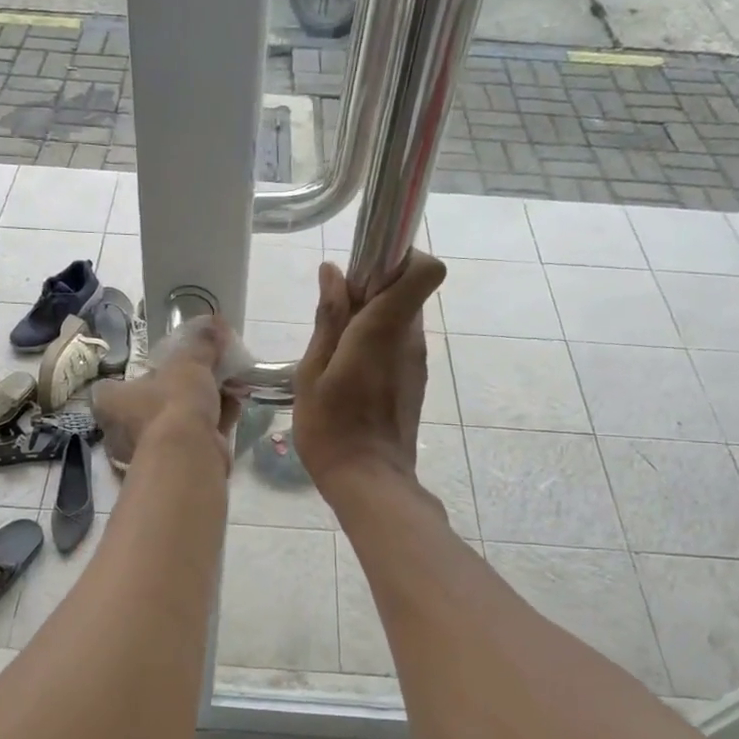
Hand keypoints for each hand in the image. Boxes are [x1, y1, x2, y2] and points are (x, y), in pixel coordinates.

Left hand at [91, 315, 243, 473]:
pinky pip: (196, 436)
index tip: (154, 369)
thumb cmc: (174, 402)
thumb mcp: (189, 363)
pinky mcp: (178, 465)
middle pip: (150, 404)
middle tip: (201, 374)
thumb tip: (214, 323)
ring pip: (177, 422)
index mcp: (112, 403)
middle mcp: (123, 431)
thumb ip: (201, 344)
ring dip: (202, 405)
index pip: (109, 389)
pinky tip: (235, 405)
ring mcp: (150, 451)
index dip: (131, 379)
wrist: (189, 454)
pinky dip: (215, 421)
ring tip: (228, 385)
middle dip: (178, 391)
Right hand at [293, 250, 446, 494]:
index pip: (425, 269)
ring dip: (371, 320)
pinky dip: (376, 344)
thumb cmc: (331, 427)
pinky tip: (347, 374)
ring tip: (334, 351)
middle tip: (333, 317)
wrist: (369, 481)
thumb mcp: (313, 371)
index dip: (401, 257)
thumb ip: (328, 318)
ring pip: (400, 319)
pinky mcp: (414, 382)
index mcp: (384, 328)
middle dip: (373, 290)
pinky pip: (398, 345)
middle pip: (406, 291)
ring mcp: (416, 362)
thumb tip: (333, 273)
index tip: (363, 271)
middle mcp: (410, 339)